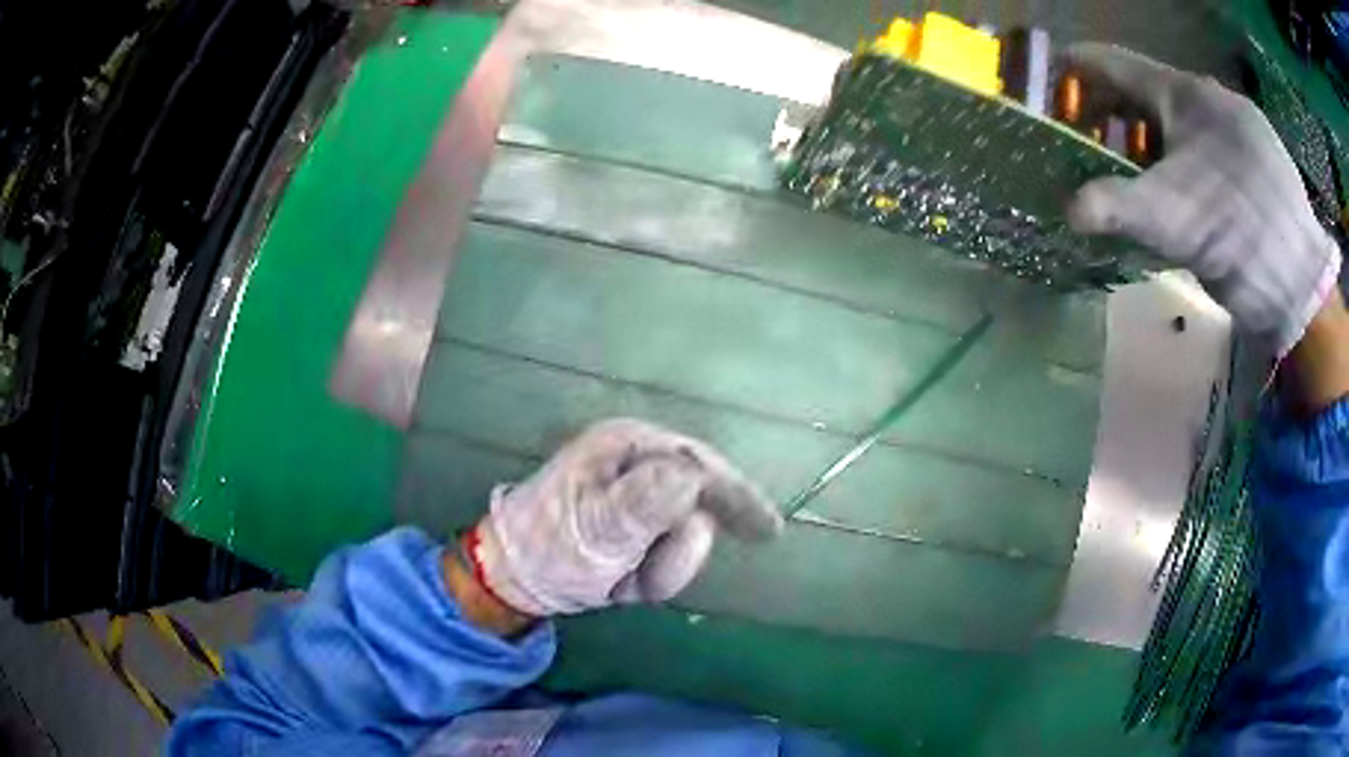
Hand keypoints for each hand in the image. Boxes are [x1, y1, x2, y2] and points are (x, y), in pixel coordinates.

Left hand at [466, 419, 783, 616]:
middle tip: (641, 581)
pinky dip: (651, 574)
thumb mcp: (597, 528)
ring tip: (620, 580)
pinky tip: (620, 581)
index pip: (701, 464)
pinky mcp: (635, 526)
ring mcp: (637, 496)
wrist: (514, 579)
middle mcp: (638, 463)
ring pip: (686, 536)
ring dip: (659, 567)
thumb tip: (695, 475)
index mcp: (627, 447)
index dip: (737, 496)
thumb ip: (646, 501)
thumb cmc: (549, 547)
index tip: (768, 532)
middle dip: (676, 551)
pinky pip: (669, 553)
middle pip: (698, 504)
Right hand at [1065, 44, 1340, 356]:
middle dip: (1118, 113)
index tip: (1053, 79)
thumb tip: (1068, 209)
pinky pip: (1213, 142)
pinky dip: (1190, 155)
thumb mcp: (1169, 223)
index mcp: (1184, 93)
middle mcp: (1212, 97)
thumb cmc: (1235, 236)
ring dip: (1156, 138)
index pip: (1116, 64)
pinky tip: (1189, 186)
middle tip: (1093, 139)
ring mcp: (1243, 127)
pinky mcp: (1263, 159)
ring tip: (1139, 168)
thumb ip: (1112, 208)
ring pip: (1185, 119)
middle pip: (1150, 93)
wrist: (1302, 286)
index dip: (1079, 68)